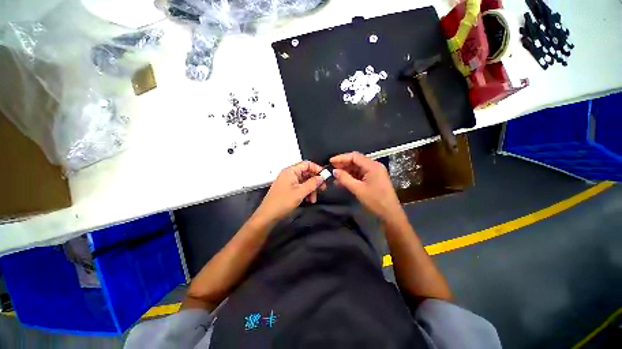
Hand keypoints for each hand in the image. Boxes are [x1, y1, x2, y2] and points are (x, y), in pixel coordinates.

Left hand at [254, 160, 324, 222]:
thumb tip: (322, 177)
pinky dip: (306, 192)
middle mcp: (289, 174)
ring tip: (313, 199)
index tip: (325, 177)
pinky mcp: (288, 189)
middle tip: (322, 189)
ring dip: (311, 189)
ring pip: (304, 181)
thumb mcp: (300, 192)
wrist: (268, 215)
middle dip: (315, 181)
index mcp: (291, 171)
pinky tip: (308, 200)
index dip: (317, 169)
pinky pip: (300, 187)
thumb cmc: (283, 202)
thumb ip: (313, 183)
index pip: (307, 164)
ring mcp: (288, 181)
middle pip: (306, 173)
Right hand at [330, 152, 402, 220]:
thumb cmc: (375, 201)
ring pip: (357, 168)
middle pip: (356, 161)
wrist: (390, 214)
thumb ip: (345, 179)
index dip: (341, 158)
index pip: (354, 156)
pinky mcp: (373, 179)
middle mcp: (374, 166)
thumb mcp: (358, 189)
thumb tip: (334, 171)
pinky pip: (360, 174)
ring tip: (335, 177)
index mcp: (372, 166)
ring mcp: (374, 172)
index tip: (330, 162)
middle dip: (343, 164)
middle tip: (331, 169)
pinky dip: (351, 177)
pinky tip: (342, 181)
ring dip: (346, 171)